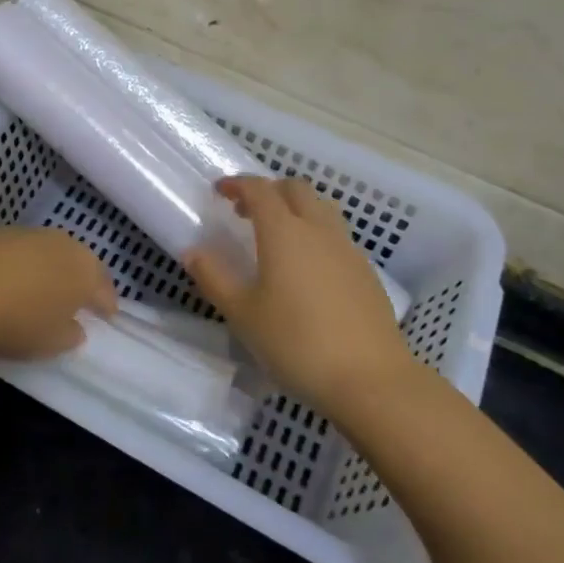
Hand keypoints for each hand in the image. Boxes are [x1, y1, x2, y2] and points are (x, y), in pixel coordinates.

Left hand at [0, 228, 116, 359]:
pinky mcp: (1, 232)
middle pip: (80, 263)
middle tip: (78, 298)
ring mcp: (32, 234)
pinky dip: (22, 262)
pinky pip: (22, 250)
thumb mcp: (52, 343)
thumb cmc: (19, 323)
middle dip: (81, 280)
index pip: (104, 289)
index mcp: (85, 272)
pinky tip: (11, 278)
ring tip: (43, 287)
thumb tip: (75, 328)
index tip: (107, 316)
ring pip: (51, 251)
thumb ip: (71, 335)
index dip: (107, 304)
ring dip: (51, 267)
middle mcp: (64, 245)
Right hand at [184, 176, 413, 415]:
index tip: (220, 191)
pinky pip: (336, 234)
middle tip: (246, 211)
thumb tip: (193, 252)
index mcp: (284, 232)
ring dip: (296, 207)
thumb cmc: (296, 343)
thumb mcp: (243, 315)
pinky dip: (316, 232)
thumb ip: (215, 278)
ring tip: (277, 235)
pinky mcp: (365, 271)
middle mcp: (318, 229)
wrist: (370, 378)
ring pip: (321, 207)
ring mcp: (347, 249)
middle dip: (269, 190)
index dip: (238, 184)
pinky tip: (307, 267)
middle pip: (295, 188)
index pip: (259, 189)